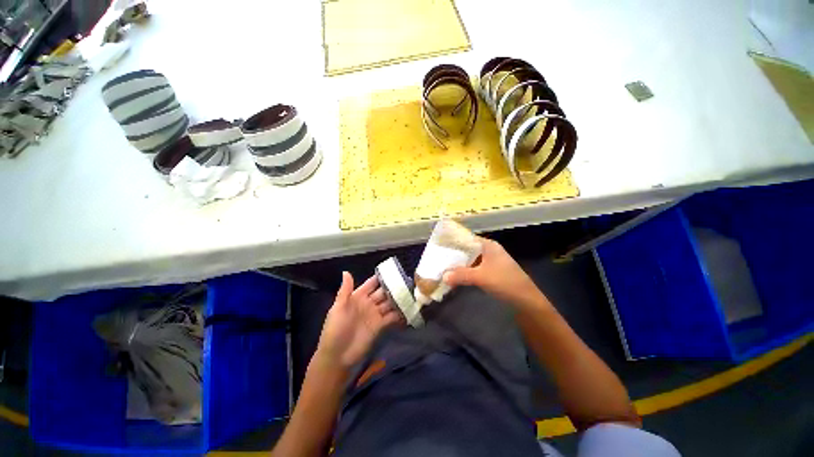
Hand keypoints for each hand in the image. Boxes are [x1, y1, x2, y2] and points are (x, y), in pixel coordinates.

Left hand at [317, 272, 403, 369]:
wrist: (337, 356)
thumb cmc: (335, 329)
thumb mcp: (338, 308)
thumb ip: (345, 290)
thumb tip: (346, 271)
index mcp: (358, 296)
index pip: (372, 283)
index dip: (381, 277)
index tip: (394, 270)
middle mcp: (369, 303)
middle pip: (383, 292)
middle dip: (393, 287)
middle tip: (407, 281)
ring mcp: (375, 314)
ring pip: (389, 303)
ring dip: (398, 299)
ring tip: (411, 293)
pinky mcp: (381, 326)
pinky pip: (392, 317)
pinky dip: (399, 314)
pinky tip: (409, 309)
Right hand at [443, 237, 545, 309]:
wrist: (525, 300)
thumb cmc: (504, 282)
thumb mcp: (480, 277)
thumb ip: (461, 275)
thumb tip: (443, 276)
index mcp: (488, 245)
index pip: (467, 239)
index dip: (453, 242)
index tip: (440, 246)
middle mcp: (488, 251)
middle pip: (467, 250)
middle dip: (454, 255)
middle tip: (439, 259)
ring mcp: (490, 262)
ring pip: (470, 260)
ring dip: (459, 265)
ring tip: (443, 268)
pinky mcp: (490, 272)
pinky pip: (473, 269)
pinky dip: (465, 272)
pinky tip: (455, 277)